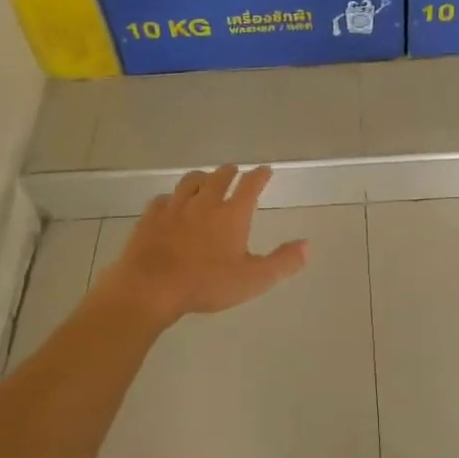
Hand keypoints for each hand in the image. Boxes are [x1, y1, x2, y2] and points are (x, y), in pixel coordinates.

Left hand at [100, 165, 307, 324]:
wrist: (151, 287)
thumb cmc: (206, 284)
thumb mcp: (253, 280)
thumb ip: (282, 262)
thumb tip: (308, 245)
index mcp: (232, 214)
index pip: (251, 185)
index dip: (260, 175)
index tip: (265, 170)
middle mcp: (205, 202)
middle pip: (220, 177)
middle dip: (230, 172)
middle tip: (235, 173)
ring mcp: (175, 207)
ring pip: (190, 182)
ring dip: (201, 178)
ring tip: (204, 181)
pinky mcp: (151, 217)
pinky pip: (163, 199)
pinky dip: (171, 198)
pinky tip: (170, 204)